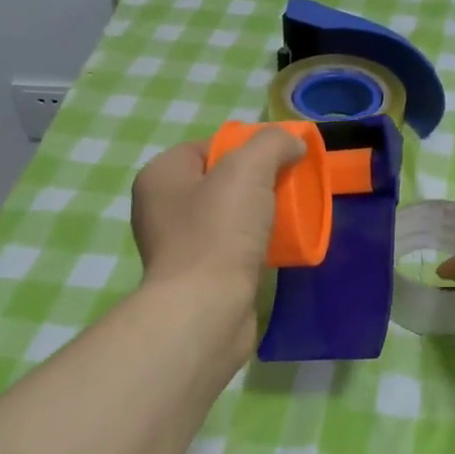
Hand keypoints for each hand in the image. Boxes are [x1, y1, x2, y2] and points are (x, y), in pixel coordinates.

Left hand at [131, 128, 304, 300]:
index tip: (279, 161)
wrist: (206, 310)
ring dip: (258, 216)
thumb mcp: (248, 169)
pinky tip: (277, 249)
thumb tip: (293, 143)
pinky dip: (254, 246)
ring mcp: (177, 245)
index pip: (207, 147)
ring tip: (288, 218)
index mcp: (160, 176)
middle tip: (288, 188)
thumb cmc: (219, 232)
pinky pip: (231, 248)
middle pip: (219, 182)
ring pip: (227, 217)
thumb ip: (272, 144)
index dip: (245, 148)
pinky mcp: (197, 277)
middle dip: (256, 183)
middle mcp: (161, 208)